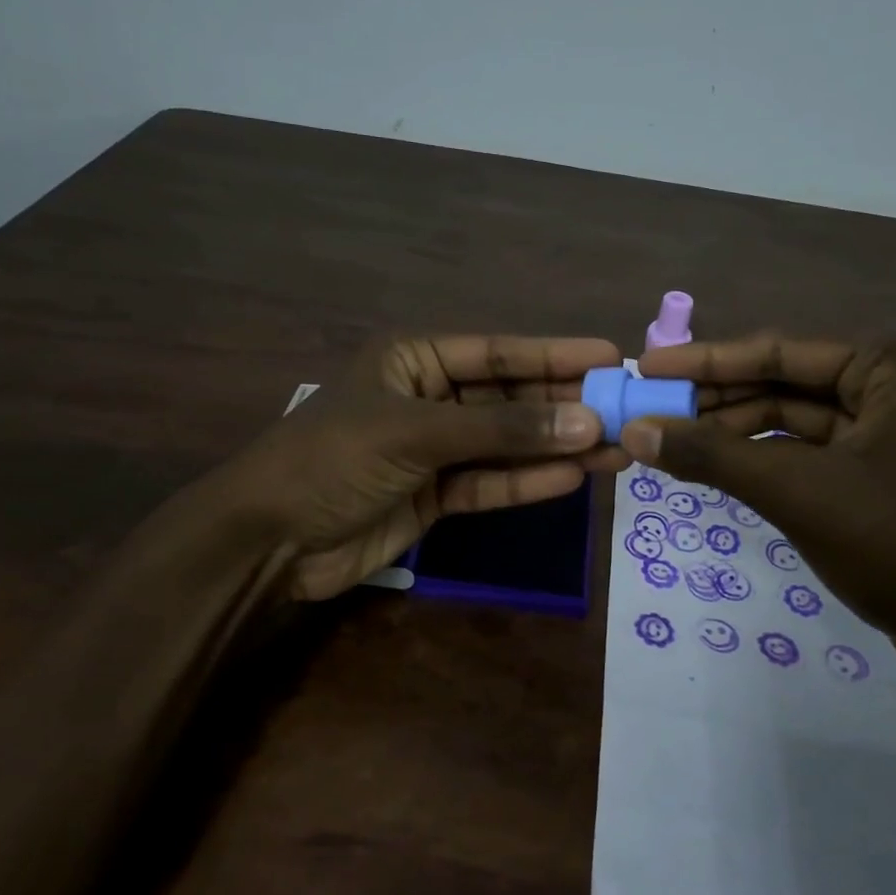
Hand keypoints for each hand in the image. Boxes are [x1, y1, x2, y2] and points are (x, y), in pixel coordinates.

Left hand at [212, 334, 626, 599]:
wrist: (269, 540)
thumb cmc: (333, 460)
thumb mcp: (416, 433)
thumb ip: (501, 430)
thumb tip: (586, 421)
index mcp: (415, 360)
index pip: (498, 353)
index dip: (555, 355)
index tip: (611, 358)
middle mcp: (430, 398)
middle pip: (510, 399)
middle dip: (564, 406)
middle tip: (626, 412)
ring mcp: (434, 450)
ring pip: (507, 444)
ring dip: (557, 447)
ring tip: (617, 449)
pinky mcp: (436, 496)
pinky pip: (490, 482)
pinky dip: (528, 482)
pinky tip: (573, 477)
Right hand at [628, 334, 895, 647]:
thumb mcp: (797, 492)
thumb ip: (713, 457)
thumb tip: (635, 432)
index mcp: (892, 365)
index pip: (778, 350)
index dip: (704, 361)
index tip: (646, 367)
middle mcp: (894, 384)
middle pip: (783, 382)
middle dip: (715, 400)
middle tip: (649, 410)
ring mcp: (890, 430)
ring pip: (792, 420)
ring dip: (733, 432)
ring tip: (669, 443)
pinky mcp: (880, 471)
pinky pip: (807, 452)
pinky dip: (761, 459)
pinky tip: (715, 468)